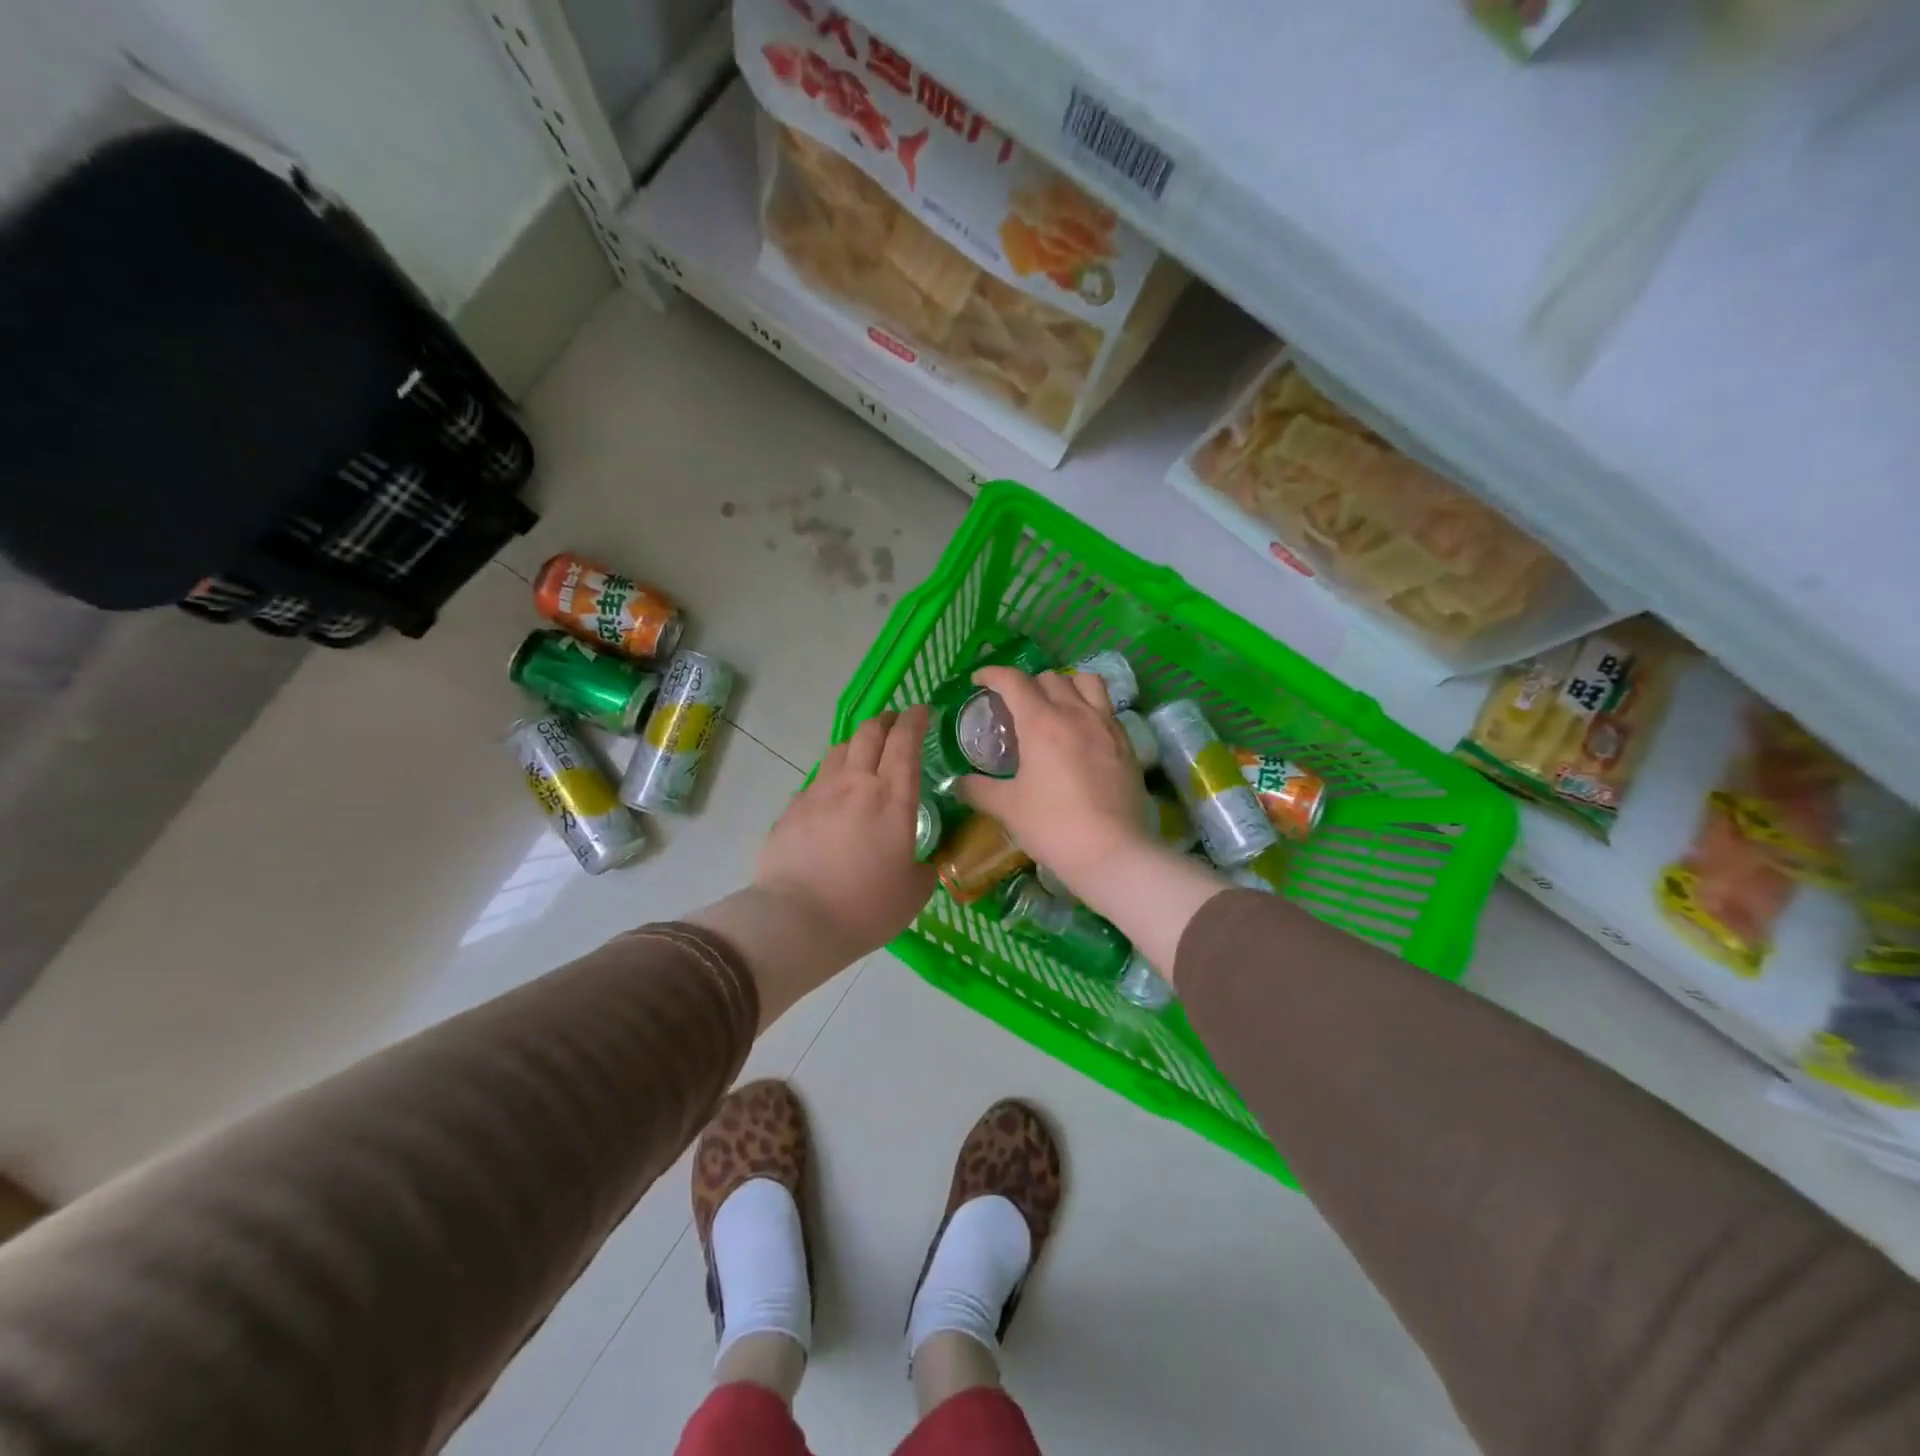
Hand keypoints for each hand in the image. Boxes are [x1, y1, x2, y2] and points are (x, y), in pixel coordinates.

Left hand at [754, 706, 935, 966]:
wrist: (797, 920)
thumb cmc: (866, 907)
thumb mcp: (913, 893)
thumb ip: (924, 869)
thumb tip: (923, 863)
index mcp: (893, 798)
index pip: (905, 741)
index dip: (915, 719)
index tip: (922, 710)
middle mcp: (856, 784)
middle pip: (869, 732)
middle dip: (885, 720)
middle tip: (894, 724)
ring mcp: (818, 793)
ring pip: (838, 750)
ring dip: (856, 744)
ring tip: (862, 755)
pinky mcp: (791, 809)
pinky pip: (815, 781)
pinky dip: (830, 778)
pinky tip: (831, 798)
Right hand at [958, 667, 1149, 891]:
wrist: (1111, 852)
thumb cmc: (1052, 826)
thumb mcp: (1008, 808)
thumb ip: (979, 790)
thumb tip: (958, 784)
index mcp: (1041, 723)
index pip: (1013, 681)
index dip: (992, 674)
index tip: (980, 680)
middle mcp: (1075, 713)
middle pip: (1049, 678)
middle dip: (1027, 684)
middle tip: (1015, 706)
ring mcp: (1105, 725)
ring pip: (1086, 682)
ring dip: (1065, 685)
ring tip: (1055, 705)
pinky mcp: (1126, 743)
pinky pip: (1106, 708)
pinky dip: (1089, 707)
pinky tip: (1081, 733)